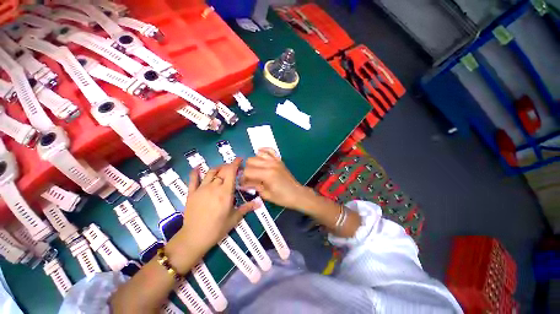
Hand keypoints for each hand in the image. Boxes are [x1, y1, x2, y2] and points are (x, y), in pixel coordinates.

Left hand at [178, 158, 255, 254]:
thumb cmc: (217, 228)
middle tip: (233, 168)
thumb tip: (260, 203)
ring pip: (210, 172)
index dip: (235, 163)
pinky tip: (197, 168)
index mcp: (225, 192)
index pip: (231, 172)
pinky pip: (193, 180)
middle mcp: (214, 187)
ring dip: (217, 168)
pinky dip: (195, 172)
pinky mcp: (191, 193)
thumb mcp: (235, 218)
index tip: (240, 159)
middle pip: (222, 170)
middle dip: (228, 166)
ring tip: (222, 169)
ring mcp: (201, 189)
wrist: (195, 237)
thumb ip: (247, 208)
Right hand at [241, 148, 311, 209]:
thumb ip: (253, 186)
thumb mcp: (266, 194)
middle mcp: (270, 164)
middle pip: (250, 161)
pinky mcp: (279, 160)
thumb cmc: (282, 197)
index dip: (242, 178)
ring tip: (254, 169)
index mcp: (266, 174)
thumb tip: (243, 183)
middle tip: (248, 177)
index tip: (243, 183)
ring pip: (258, 155)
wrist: (296, 193)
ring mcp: (275, 160)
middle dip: (247, 169)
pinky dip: (263, 150)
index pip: (247, 171)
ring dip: (253, 162)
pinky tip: (259, 153)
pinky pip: (270, 150)